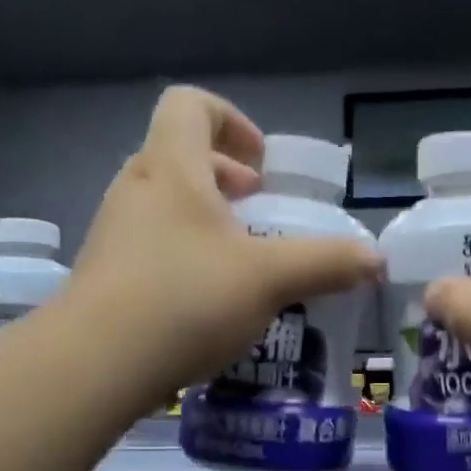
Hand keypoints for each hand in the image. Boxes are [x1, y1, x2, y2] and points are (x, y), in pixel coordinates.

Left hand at [65, 85, 381, 404]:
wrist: (94, 365)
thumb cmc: (185, 299)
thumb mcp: (270, 279)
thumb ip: (326, 264)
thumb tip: (375, 260)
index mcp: (172, 168)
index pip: (190, 105)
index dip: (232, 121)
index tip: (262, 167)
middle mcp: (136, 190)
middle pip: (180, 156)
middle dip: (226, 178)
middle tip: (258, 212)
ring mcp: (114, 234)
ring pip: (165, 205)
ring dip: (207, 220)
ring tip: (241, 261)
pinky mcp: (106, 276)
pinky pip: (152, 246)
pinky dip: (186, 256)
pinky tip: (209, 303)